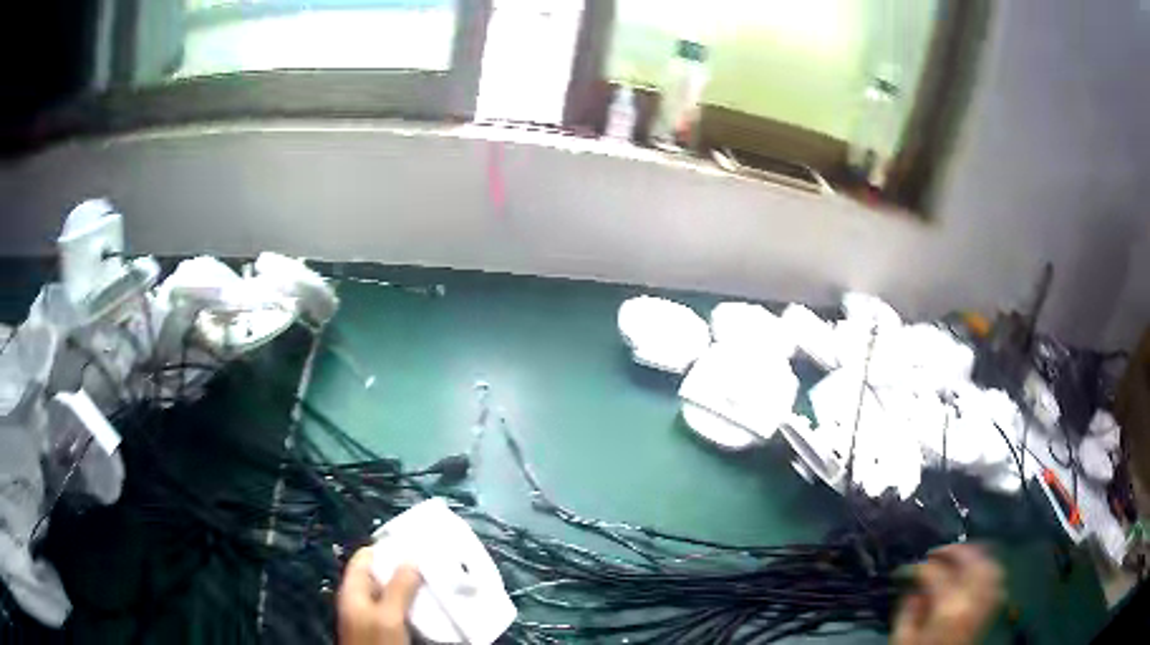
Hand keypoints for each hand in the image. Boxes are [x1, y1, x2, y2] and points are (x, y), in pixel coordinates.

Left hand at [338, 546, 421, 644]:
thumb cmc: (377, 642)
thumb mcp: (389, 616)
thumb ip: (398, 588)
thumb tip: (410, 559)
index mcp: (352, 589)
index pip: (364, 557)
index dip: (385, 548)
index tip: (412, 545)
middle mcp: (358, 598)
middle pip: (377, 575)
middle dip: (400, 569)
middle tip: (428, 565)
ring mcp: (368, 614)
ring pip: (388, 592)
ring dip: (407, 588)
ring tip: (431, 583)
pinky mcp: (380, 628)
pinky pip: (393, 608)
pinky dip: (407, 604)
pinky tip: (424, 607)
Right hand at [893, 544, 1003, 644]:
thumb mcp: (904, 639)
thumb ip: (907, 612)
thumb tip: (913, 592)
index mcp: (947, 607)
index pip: (936, 572)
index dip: (920, 566)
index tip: (910, 568)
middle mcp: (971, 601)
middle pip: (972, 559)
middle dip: (954, 550)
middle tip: (938, 552)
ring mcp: (984, 604)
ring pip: (989, 566)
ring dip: (975, 556)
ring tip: (961, 556)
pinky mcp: (990, 611)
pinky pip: (997, 581)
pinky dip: (988, 571)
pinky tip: (978, 572)